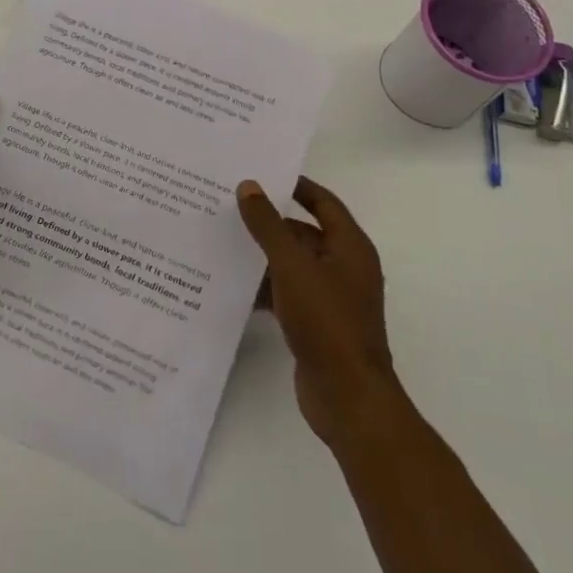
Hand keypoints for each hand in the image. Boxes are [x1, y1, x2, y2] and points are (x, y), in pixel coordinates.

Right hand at [238, 177, 397, 447]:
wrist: (348, 398)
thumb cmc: (327, 322)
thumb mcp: (292, 266)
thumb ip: (268, 225)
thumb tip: (249, 186)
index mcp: (350, 247)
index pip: (323, 202)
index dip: (296, 186)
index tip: (261, 174)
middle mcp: (344, 267)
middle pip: (304, 233)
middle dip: (269, 222)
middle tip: (229, 207)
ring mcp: (331, 298)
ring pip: (292, 265)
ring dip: (263, 256)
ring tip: (222, 242)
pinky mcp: (316, 324)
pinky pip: (287, 293)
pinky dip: (264, 288)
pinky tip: (233, 286)